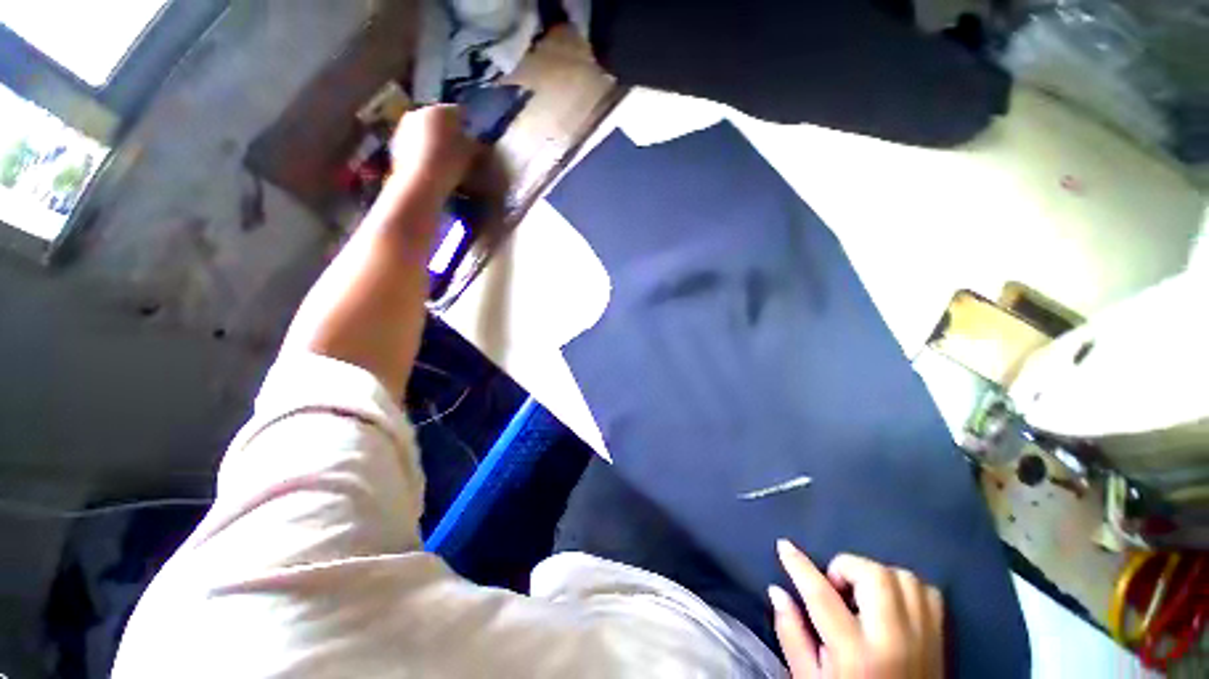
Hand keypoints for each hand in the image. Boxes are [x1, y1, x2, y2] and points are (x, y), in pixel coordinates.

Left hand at [388, 105, 480, 200]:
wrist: (420, 182)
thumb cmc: (450, 163)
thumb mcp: (471, 154)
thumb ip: (474, 143)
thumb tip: (474, 141)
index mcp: (440, 110)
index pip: (458, 112)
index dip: (467, 124)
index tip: (472, 138)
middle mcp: (419, 111)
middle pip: (437, 119)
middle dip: (447, 131)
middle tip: (457, 148)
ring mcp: (403, 127)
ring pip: (423, 131)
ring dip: (432, 140)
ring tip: (442, 159)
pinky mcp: (394, 143)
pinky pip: (413, 144)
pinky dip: (421, 151)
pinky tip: (429, 166)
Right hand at [768, 540, 943, 677]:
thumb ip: (791, 635)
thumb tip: (777, 592)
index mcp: (855, 654)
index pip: (821, 595)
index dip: (798, 564)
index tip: (784, 546)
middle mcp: (893, 641)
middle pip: (874, 576)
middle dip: (846, 567)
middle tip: (834, 585)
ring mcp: (923, 639)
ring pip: (903, 577)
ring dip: (876, 576)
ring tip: (862, 595)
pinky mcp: (940, 639)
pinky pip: (927, 591)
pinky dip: (905, 587)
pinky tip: (890, 602)